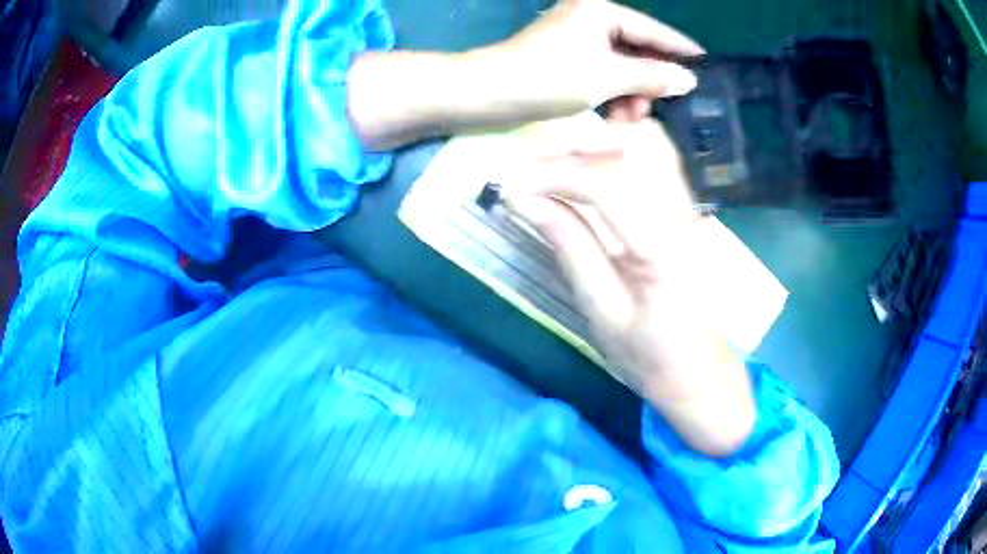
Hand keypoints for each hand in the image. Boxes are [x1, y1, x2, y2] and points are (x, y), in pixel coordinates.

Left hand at [496, 0, 704, 115]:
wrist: (489, 93)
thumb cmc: (548, 78)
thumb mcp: (607, 77)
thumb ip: (652, 77)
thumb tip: (688, 78)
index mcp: (601, 10)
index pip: (652, 31)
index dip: (680, 50)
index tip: (706, 65)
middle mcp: (591, 16)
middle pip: (637, 47)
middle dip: (650, 81)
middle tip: (659, 109)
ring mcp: (578, 35)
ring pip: (621, 62)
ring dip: (632, 91)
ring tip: (633, 119)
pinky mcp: (568, 54)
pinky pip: (604, 70)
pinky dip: (613, 91)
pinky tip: (617, 114)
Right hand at [506, 117, 756, 456]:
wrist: (701, 372)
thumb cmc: (651, 357)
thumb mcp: (603, 314)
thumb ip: (571, 249)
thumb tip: (528, 202)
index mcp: (661, 250)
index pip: (606, 184)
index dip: (554, 175)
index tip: (514, 188)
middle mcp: (681, 217)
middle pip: (632, 146)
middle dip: (573, 147)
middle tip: (530, 169)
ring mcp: (688, 210)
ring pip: (645, 145)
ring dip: (592, 146)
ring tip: (552, 168)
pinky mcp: (685, 212)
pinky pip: (650, 162)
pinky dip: (611, 156)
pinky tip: (585, 173)